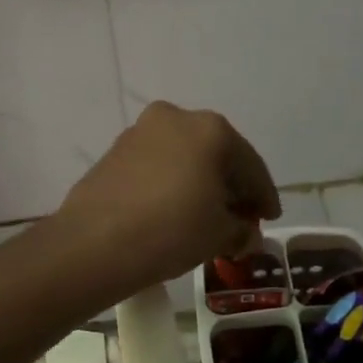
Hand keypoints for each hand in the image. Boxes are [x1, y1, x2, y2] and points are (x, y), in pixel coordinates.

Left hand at [58, 101, 280, 291]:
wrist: (93, 244)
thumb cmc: (170, 231)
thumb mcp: (218, 235)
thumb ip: (241, 231)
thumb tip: (246, 235)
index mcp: (211, 129)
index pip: (251, 166)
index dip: (264, 197)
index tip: (270, 219)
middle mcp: (175, 118)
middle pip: (216, 156)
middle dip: (231, 188)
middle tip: (240, 220)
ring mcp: (139, 132)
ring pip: (184, 159)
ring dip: (199, 185)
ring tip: (206, 219)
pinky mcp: (114, 152)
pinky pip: (156, 167)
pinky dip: (171, 185)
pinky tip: (173, 212)